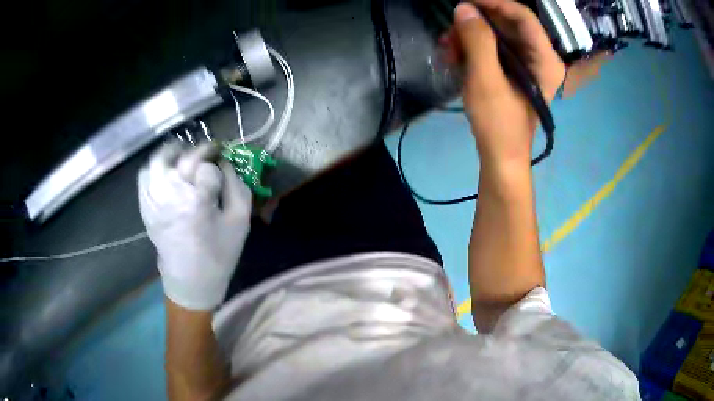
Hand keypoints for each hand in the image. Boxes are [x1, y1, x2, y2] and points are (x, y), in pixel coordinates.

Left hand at [138, 142, 251, 310]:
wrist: (190, 281)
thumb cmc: (218, 255)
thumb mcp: (240, 223)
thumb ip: (237, 187)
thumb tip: (225, 162)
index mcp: (197, 203)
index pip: (207, 167)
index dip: (218, 161)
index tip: (223, 161)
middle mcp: (171, 196)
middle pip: (184, 158)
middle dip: (200, 151)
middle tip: (209, 153)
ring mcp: (154, 201)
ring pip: (159, 161)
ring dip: (173, 152)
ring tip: (184, 154)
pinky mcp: (145, 207)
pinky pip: (145, 176)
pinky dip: (155, 167)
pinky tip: (166, 170)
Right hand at [448, 0, 564, 166]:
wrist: (501, 156)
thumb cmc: (499, 124)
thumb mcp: (486, 81)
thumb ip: (477, 42)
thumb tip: (463, 8)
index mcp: (545, 59)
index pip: (522, 16)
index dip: (493, 2)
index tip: (464, 1)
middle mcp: (540, 56)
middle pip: (508, 22)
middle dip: (476, 23)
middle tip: (450, 30)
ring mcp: (527, 63)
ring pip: (497, 33)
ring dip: (470, 36)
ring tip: (448, 47)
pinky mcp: (514, 70)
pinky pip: (493, 47)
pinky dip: (472, 48)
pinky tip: (454, 56)